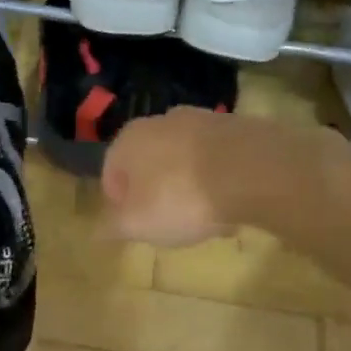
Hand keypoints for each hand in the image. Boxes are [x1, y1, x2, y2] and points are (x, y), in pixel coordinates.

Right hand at [101, 108, 236, 247]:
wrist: (251, 171)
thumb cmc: (181, 198)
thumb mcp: (137, 224)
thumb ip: (114, 227)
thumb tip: (98, 230)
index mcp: (128, 140)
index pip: (112, 174)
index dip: (120, 204)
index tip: (136, 227)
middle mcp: (161, 121)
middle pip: (150, 164)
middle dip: (156, 193)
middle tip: (170, 223)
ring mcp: (202, 120)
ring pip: (185, 160)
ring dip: (189, 186)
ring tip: (205, 217)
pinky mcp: (236, 127)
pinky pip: (217, 159)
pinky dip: (218, 179)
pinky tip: (231, 204)